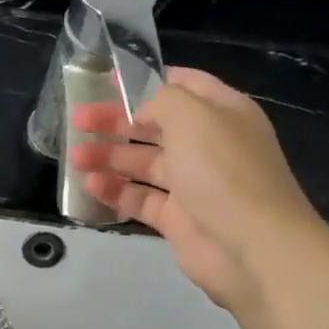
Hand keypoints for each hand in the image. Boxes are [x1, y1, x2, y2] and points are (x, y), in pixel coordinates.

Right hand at [67, 67, 328, 308]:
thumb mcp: (192, 116)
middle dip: (116, 121)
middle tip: (78, 119)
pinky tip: (90, 185)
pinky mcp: (178, 219)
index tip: (107, 81)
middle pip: (155, 125)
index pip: (182, 85)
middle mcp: (208, 145)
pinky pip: (141, 199)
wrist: (253, 247)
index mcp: (221, 112)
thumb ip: (160, 100)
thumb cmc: (223, 171)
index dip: (145, 81)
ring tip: (75, 156)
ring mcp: (193, 184)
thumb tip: (139, 111)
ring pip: (143, 163)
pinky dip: (116, 191)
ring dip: (109, 157)